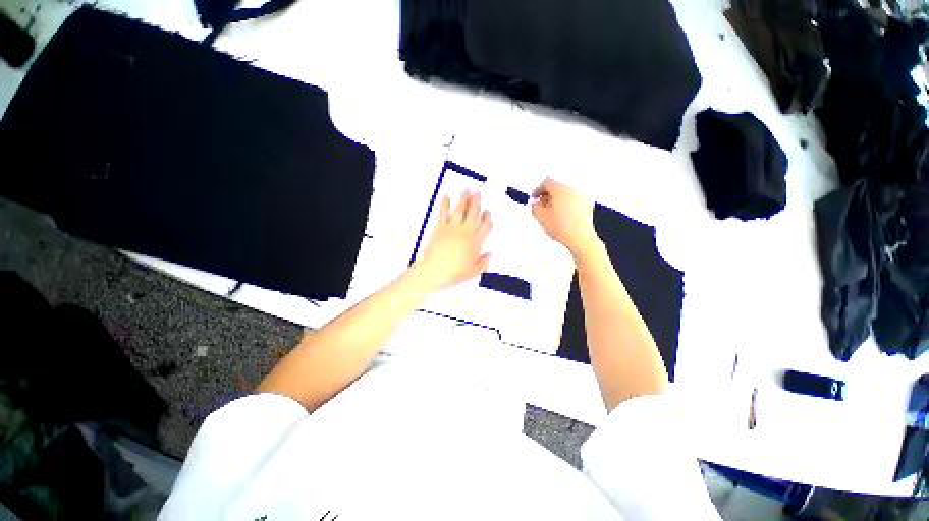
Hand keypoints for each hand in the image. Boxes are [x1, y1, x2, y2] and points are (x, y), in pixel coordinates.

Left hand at [414, 190, 492, 291]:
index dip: (488, 218)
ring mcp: (453, 228)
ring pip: (460, 209)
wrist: (435, 270)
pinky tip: (447, 197)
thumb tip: (489, 256)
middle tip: (478, 193)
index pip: (486, 226)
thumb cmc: (455, 272)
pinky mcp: (440, 227)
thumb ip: (484, 262)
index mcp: (476, 242)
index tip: (487, 212)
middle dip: (477, 202)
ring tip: (467, 190)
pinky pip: (443, 212)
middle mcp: (466, 232)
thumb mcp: (474, 271)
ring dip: (464, 198)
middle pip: (474, 213)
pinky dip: (445, 203)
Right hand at [531, 178, 599, 255]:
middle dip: (547, 195)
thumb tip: (535, 204)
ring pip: (566, 194)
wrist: (580, 238)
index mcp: (560, 189)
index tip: (534, 197)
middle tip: (541, 205)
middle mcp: (573, 189)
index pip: (546, 182)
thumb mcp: (541, 217)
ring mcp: (582, 197)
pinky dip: (566, 205)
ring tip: (551, 213)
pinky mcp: (587, 205)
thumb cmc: (563, 227)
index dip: (537, 190)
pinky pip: (574, 200)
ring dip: (557, 200)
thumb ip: (534, 207)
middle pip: (557, 187)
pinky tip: (562, 216)